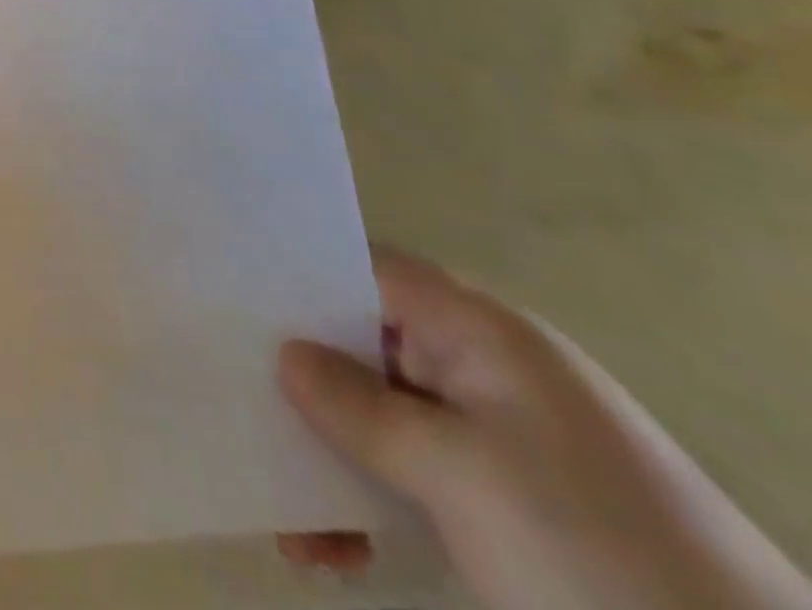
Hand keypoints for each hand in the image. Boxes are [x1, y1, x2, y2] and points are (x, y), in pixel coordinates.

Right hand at [278, 246, 811, 609]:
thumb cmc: (589, 549)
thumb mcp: (456, 471)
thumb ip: (356, 405)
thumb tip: (285, 356)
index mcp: (479, 333)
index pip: (366, 270)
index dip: (299, 277)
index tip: (232, 300)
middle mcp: (484, 371)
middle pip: (363, 346)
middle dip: (301, 382)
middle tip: (236, 404)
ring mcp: (497, 442)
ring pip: (381, 420)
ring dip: (328, 459)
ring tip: (288, 521)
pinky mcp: (507, 506)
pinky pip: (413, 477)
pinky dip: (368, 504)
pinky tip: (336, 550)